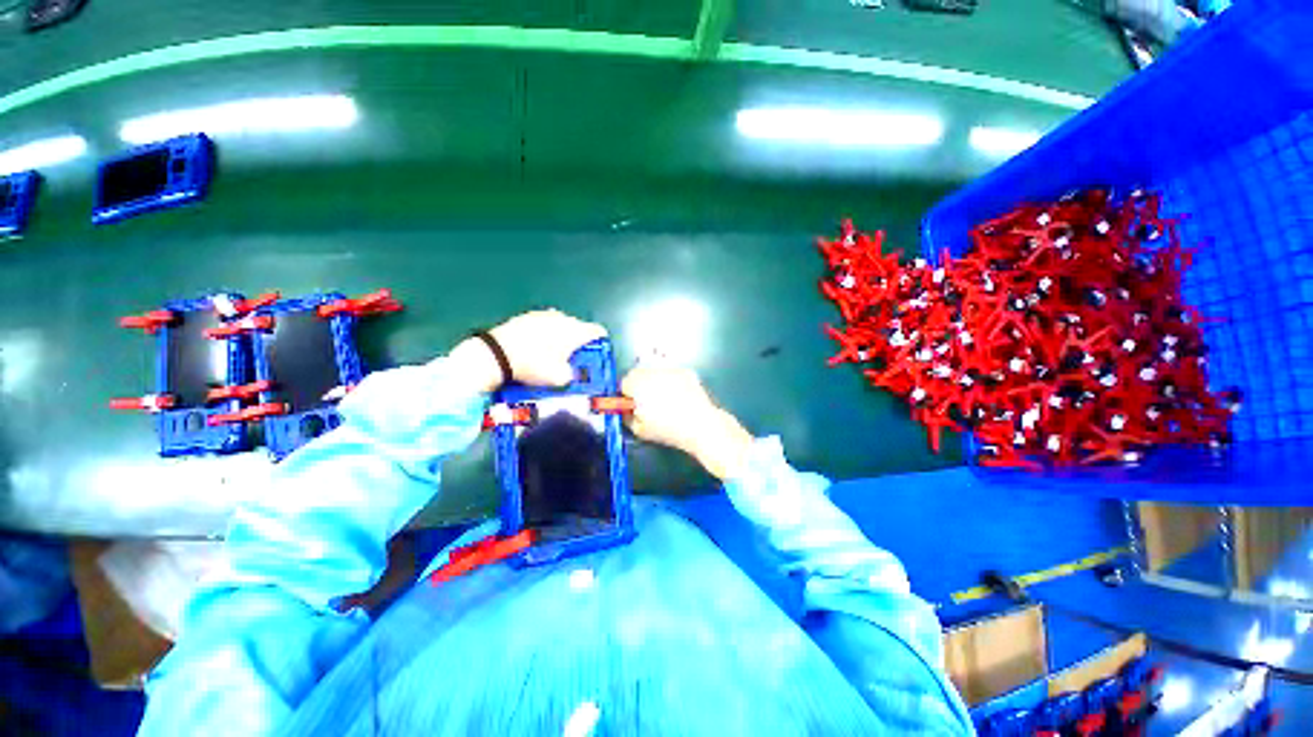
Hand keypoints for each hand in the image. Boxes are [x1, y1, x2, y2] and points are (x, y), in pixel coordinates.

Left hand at [448, 310, 606, 393]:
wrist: (497, 354)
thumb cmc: (534, 365)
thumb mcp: (558, 378)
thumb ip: (572, 375)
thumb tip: (572, 373)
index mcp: (575, 330)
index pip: (598, 331)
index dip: (601, 343)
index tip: (597, 354)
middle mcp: (564, 318)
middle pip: (580, 327)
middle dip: (579, 341)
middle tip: (574, 358)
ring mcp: (544, 314)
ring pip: (562, 324)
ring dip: (562, 336)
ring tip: (554, 352)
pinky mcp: (528, 315)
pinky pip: (545, 323)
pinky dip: (546, 333)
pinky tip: (537, 346)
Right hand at [621, 364, 754, 479]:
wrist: (699, 424)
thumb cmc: (667, 429)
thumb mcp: (639, 430)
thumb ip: (627, 416)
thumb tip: (626, 410)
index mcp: (636, 384)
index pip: (623, 384)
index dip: (626, 396)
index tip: (632, 407)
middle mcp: (652, 371)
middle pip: (638, 374)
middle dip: (639, 386)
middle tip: (647, 404)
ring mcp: (670, 369)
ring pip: (655, 373)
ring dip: (655, 382)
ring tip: (666, 401)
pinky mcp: (686, 371)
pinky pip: (672, 375)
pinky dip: (672, 382)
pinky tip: (680, 398)